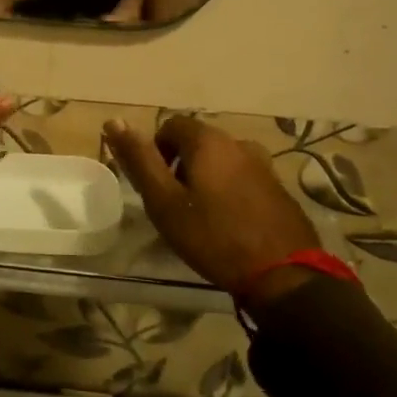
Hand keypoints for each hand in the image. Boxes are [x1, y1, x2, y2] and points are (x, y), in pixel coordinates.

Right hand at [104, 116, 320, 305]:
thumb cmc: (213, 236)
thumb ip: (139, 160)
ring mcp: (263, 165)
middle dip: (180, 164)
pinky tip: (228, 222)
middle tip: (174, 203)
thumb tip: (113, 121)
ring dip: (205, 177)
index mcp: (208, 141)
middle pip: (198, 141)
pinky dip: (229, 190)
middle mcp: (238, 143)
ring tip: (200, 214)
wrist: (283, 275)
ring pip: (221, 160)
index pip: (171, 125)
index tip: (155, 185)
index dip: (156, 150)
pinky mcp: (279, 188)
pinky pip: (243, 177)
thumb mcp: (164, 202)